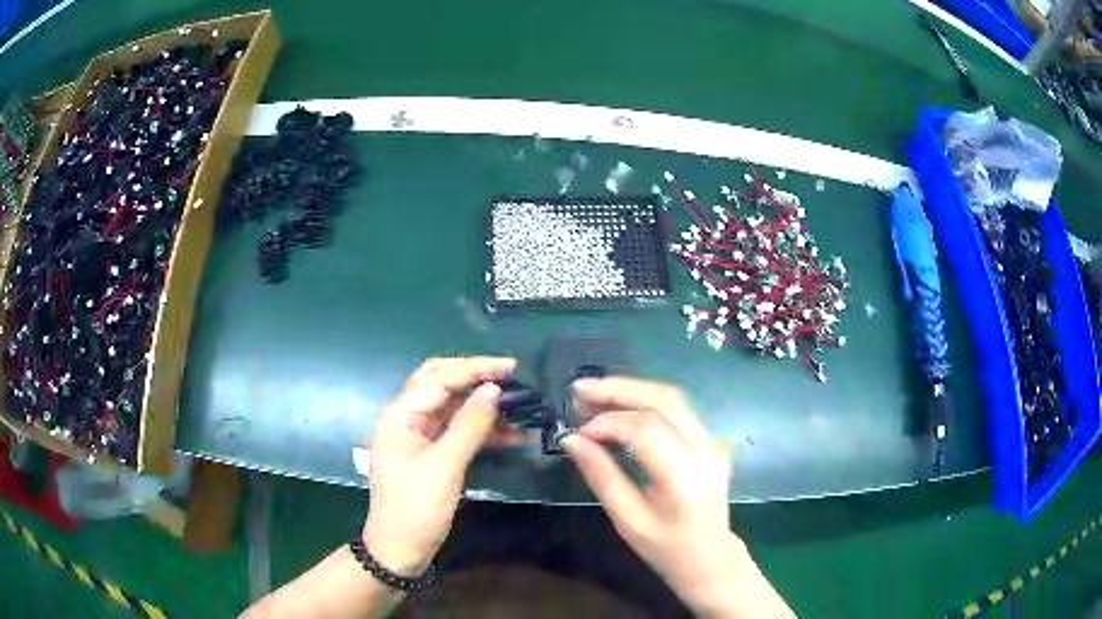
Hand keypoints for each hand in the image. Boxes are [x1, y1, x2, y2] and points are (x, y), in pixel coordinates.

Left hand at [361, 356, 515, 575]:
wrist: (399, 548)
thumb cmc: (416, 509)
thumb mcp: (444, 467)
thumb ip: (469, 426)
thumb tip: (493, 390)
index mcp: (401, 415)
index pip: (439, 377)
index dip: (476, 368)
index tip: (512, 367)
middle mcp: (407, 417)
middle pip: (442, 383)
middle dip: (476, 377)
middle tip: (512, 377)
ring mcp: (418, 434)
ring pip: (452, 406)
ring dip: (482, 404)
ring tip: (518, 405)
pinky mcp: (430, 451)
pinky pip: (457, 430)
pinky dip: (481, 429)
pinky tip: (509, 433)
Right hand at [561, 377, 792, 617]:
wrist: (710, 558)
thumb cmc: (665, 548)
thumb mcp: (627, 520)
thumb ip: (601, 476)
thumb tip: (571, 440)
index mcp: (683, 476)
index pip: (645, 429)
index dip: (607, 422)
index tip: (577, 431)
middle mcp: (704, 450)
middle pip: (664, 399)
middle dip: (619, 389)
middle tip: (580, 389)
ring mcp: (713, 443)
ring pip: (673, 398)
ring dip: (632, 391)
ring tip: (595, 395)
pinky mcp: (712, 441)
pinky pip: (679, 411)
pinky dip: (647, 403)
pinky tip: (622, 409)